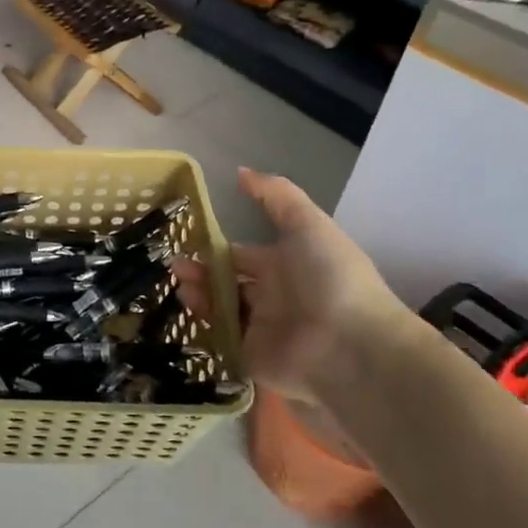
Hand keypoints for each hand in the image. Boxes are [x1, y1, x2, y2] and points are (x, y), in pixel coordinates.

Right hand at [175, 168, 414, 396]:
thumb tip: (240, 171)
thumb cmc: (330, 277)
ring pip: (219, 308)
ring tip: (181, 284)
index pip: (241, 254)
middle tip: (177, 265)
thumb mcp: (307, 224)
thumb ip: (275, 196)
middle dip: (200, 271)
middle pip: (226, 281)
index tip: (188, 239)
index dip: (217, 247)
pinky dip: (202, 324)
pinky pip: (220, 338)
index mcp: (285, 264)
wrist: (350, 346)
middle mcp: (271, 295)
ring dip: (197, 293)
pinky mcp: (250, 357)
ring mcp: (260, 328)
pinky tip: (188, 308)